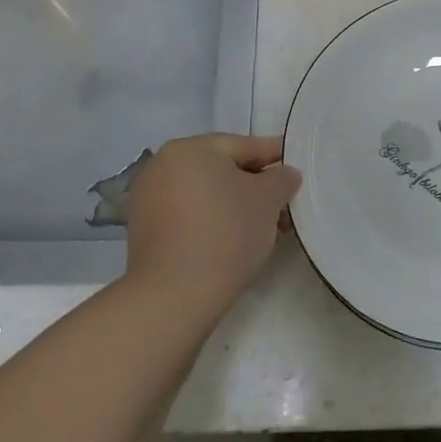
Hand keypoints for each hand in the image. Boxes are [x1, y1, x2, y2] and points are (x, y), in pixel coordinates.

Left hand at [124, 134, 302, 319]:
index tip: (296, 170)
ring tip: (265, 227)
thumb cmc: (226, 234)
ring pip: (206, 193)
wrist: (174, 296)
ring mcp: (149, 197)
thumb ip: (281, 178)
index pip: (244, 145)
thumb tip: (284, 175)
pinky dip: (213, 220)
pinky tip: (234, 239)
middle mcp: (163, 164)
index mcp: (190, 148)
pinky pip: (189, 213)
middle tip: (284, 205)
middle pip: (223, 169)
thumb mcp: (268, 200)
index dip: (275, 157)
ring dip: (236, 204)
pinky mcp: (144, 229)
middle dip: (256, 186)